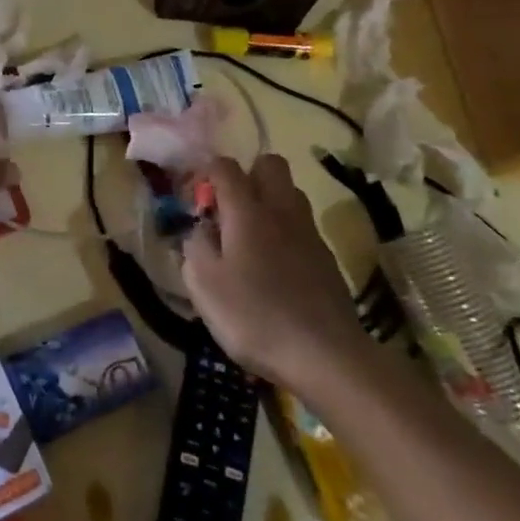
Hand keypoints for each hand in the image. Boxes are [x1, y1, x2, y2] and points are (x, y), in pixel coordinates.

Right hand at [182, 155, 372, 393]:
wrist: (327, 355)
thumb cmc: (254, 316)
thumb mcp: (203, 284)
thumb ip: (195, 246)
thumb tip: (201, 228)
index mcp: (247, 211)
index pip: (225, 166)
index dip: (204, 173)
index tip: (192, 198)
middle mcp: (281, 210)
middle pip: (269, 164)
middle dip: (246, 175)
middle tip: (227, 209)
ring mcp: (309, 232)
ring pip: (289, 193)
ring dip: (268, 201)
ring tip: (248, 236)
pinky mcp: (326, 257)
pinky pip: (301, 225)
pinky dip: (284, 231)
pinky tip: (272, 266)